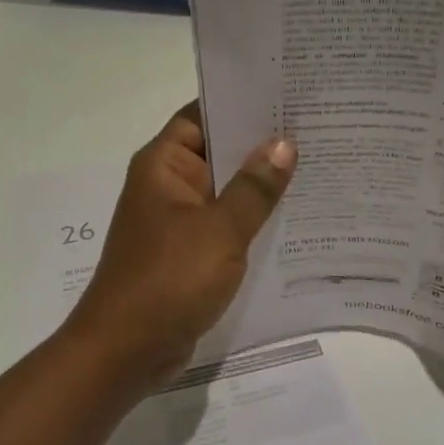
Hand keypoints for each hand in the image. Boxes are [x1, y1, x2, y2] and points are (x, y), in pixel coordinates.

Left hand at [65, 103, 295, 384]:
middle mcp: (168, 185)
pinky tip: (293, 216)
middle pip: (217, 151)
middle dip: (261, 144)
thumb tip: (284, 143)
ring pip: (224, 190)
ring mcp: (177, 221)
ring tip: (317, 165)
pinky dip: (251, 219)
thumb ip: (254, 188)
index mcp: (164, 165)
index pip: (203, 115)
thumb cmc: (168, 280)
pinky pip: (224, 224)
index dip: (242, 102)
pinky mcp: (187, 253)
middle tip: (318, 128)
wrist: (125, 351)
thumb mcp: (220, 231)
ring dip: (260, 184)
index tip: (289, 94)